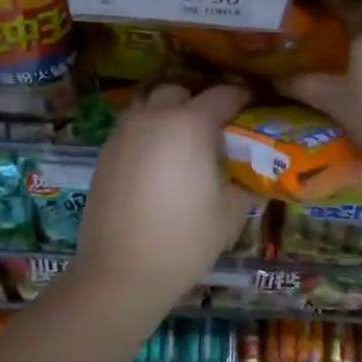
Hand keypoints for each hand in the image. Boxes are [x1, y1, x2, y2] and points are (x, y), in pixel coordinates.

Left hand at [73, 83, 257, 313]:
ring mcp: (125, 132)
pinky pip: (133, 124)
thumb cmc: (183, 240)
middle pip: (181, 89)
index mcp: (190, 124)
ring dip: (169, 110)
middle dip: (200, 100)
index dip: (243, 97)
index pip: (224, 94)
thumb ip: (246, 181)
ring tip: (184, 137)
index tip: (255, 106)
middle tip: (217, 125)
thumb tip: (255, 170)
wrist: (119, 272)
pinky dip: (149, 129)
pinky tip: (158, 158)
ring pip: (150, 102)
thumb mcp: (230, 212)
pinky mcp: (106, 151)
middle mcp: (155, 116)